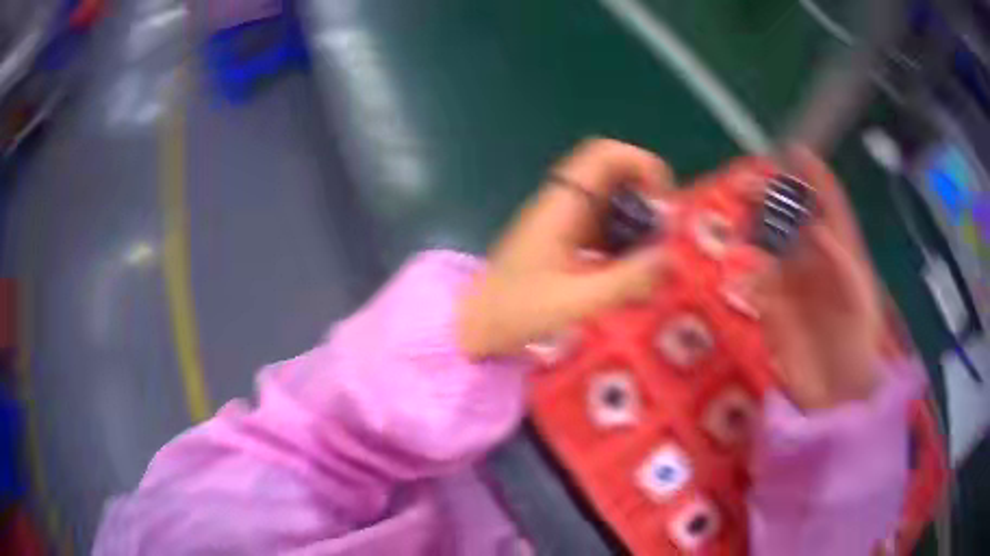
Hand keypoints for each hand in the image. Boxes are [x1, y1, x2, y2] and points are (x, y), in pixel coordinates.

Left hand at [456, 138, 670, 358]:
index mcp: (561, 207)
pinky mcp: (564, 241)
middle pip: (611, 174)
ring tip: (659, 251)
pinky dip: (625, 237)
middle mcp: (563, 205)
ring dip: (638, 218)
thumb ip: (623, 281)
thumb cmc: (516, 313)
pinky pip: (603, 225)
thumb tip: (670, 256)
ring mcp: (563, 222)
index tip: (663, 197)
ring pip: (610, 201)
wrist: (477, 326)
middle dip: (646, 194)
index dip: (638, 162)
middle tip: (667, 230)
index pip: (601, 155)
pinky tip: (636, 268)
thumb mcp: (574, 302)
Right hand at [756, 148, 883, 410]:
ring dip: (756, 226)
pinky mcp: (774, 310)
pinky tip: (736, 261)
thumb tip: (815, 229)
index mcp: (844, 254)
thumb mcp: (860, 302)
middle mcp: (817, 261)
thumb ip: (842, 264)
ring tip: (739, 213)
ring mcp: (794, 285)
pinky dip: (746, 269)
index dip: (815, 176)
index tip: (795, 152)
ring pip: (772, 243)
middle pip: (795, 218)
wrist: (838, 398)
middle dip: (776, 195)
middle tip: (752, 182)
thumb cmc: (859, 348)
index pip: (830, 205)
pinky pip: (756, 282)